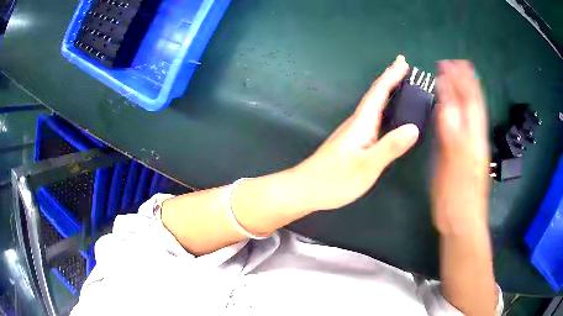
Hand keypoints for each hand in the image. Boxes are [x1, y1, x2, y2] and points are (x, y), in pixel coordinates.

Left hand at [290, 55, 418, 211]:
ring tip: (402, 86)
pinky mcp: (353, 143)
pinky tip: (389, 116)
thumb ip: (390, 146)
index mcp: (362, 123)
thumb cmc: (335, 179)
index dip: (392, 75)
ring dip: (388, 92)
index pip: (379, 92)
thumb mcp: (367, 165)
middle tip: (404, 67)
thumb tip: (414, 127)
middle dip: (390, 79)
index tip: (402, 61)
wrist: (306, 189)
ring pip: (374, 106)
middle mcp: (358, 123)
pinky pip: (373, 118)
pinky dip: (384, 110)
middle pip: (376, 95)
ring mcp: (354, 132)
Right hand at [432, 60, 490, 234]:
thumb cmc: (456, 199)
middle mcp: (476, 138)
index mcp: (472, 138)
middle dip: (465, 81)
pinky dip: (465, 109)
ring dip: (467, 91)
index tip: (446, 65)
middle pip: (474, 103)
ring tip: (460, 76)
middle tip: (455, 63)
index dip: (458, 82)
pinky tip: (460, 105)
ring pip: (474, 112)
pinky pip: (470, 124)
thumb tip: (445, 105)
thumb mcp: (453, 167)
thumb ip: (452, 135)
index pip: (467, 102)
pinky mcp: (471, 154)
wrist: (463, 223)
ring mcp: (475, 146)